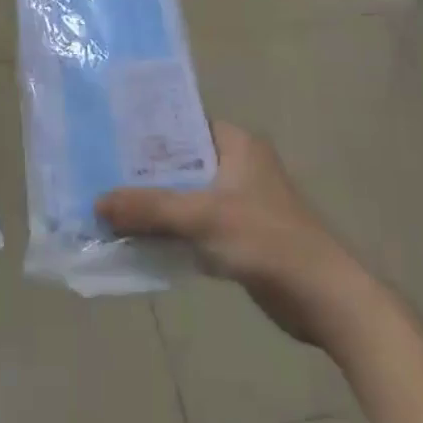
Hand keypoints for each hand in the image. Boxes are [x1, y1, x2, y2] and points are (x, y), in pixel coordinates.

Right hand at [97, 121, 351, 345]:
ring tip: (107, 205)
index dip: (146, 131)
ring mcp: (239, 201)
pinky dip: (170, 230)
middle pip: (180, 162)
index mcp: (236, 144)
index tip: (107, 137)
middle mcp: (237, 164)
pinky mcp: (239, 234)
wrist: (324, 298)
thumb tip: (97, 202)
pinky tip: (136, 238)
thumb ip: (150, 208)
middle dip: (143, 173)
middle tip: (98, 174)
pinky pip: (194, 224)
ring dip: (154, 205)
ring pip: (185, 195)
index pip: (183, 123)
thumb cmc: (267, 240)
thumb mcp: (203, 218)